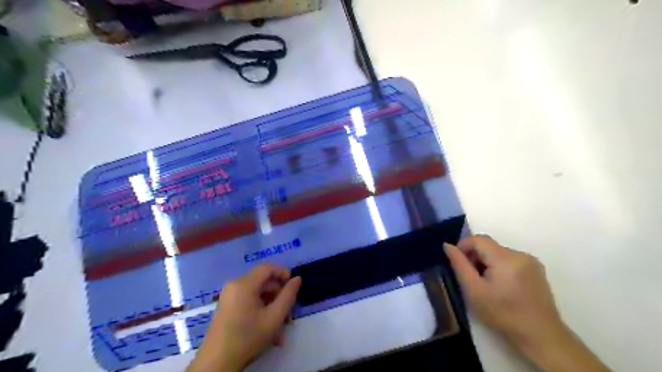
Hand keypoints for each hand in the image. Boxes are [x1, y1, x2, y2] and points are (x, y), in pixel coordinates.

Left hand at [189, 265, 302, 371]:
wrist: (217, 364)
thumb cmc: (247, 337)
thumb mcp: (274, 317)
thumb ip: (288, 296)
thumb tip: (297, 279)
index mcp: (244, 284)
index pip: (267, 267)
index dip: (283, 272)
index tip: (293, 287)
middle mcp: (234, 285)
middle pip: (263, 281)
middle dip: (278, 294)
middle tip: (288, 312)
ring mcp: (229, 296)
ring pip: (257, 292)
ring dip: (271, 305)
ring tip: (280, 326)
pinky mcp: (227, 306)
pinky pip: (248, 300)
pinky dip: (260, 309)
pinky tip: (267, 327)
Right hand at [441, 236, 559, 350]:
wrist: (541, 336)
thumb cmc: (503, 314)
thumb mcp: (474, 290)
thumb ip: (459, 265)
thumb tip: (447, 245)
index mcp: (505, 258)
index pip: (478, 239)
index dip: (463, 246)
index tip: (457, 263)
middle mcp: (520, 254)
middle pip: (489, 245)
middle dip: (475, 256)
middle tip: (469, 277)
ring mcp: (531, 261)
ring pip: (498, 253)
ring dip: (487, 262)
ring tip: (485, 284)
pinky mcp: (536, 270)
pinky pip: (510, 260)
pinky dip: (499, 267)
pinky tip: (500, 286)